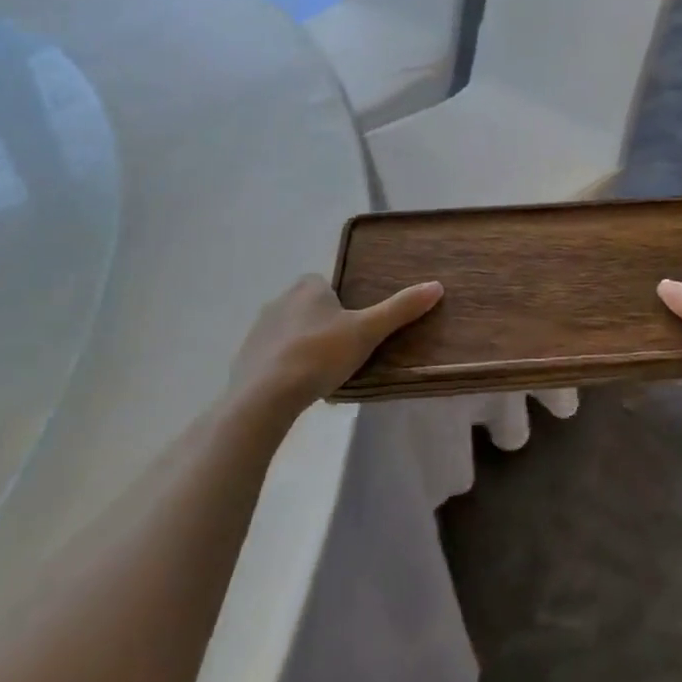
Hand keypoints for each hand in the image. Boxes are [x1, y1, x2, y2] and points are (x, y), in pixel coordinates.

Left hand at [234, 274, 442, 412]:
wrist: (263, 397)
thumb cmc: (319, 354)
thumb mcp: (367, 332)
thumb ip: (400, 309)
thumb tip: (437, 285)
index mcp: (308, 287)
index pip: (328, 284)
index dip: (343, 301)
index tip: (356, 325)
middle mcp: (280, 300)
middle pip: (310, 307)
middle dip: (325, 324)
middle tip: (345, 350)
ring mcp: (258, 330)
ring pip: (290, 332)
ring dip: (304, 345)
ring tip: (324, 372)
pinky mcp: (245, 359)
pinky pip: (273, 356)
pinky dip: (285, 367)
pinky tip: (299, 387)